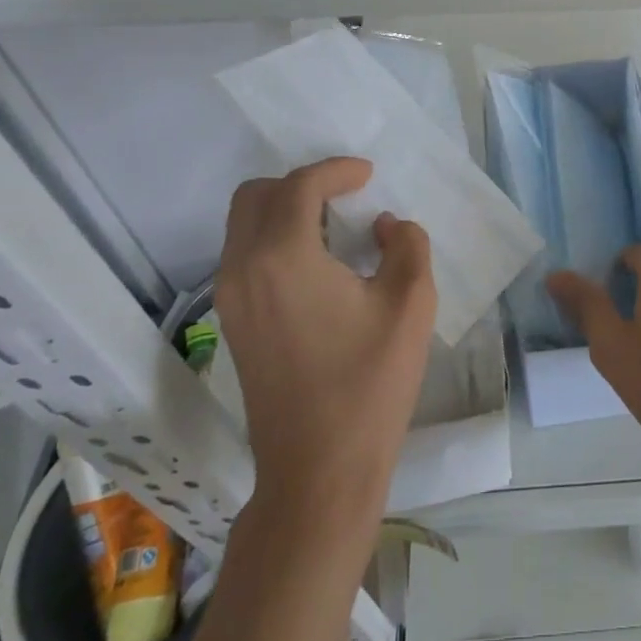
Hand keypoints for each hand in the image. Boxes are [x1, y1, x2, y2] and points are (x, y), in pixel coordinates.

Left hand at [215, 158, 436, 508]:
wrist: (319, 469)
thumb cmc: (370, 383)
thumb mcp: (411, 303)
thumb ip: (406, 245)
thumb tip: (383, 227)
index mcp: (282, 257)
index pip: (300, 187)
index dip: (336, 171)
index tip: (368, 174)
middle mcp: (242, 269)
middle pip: (255, 196)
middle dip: (301, 184)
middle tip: (345, 196)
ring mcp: (230, 300)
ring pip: (243, 226)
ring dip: (285, 211)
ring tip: (335, 227)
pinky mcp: (231, 325)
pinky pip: (244, 257)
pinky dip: (274, 240)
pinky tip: (317, 264)